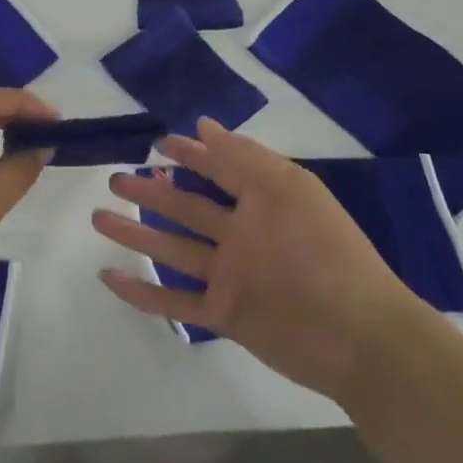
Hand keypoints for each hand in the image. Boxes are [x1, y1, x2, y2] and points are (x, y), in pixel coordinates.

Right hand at [92, 118, 425, 400]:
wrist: (363, 337)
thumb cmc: (327, 252)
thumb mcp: (290, 189)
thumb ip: (245, 157)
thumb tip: (202, 125)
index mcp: (260, 203)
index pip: (216, 170)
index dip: (189, 154)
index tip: (156, 142)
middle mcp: (240, 236)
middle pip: (185, 208)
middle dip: (151, 192)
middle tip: (115, 178)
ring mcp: (230, 276)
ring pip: (171, 250)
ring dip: (135, 234)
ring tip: (98, 217)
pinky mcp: (224, 314)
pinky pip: (175, 303)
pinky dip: (142, 292)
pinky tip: (110, 276)